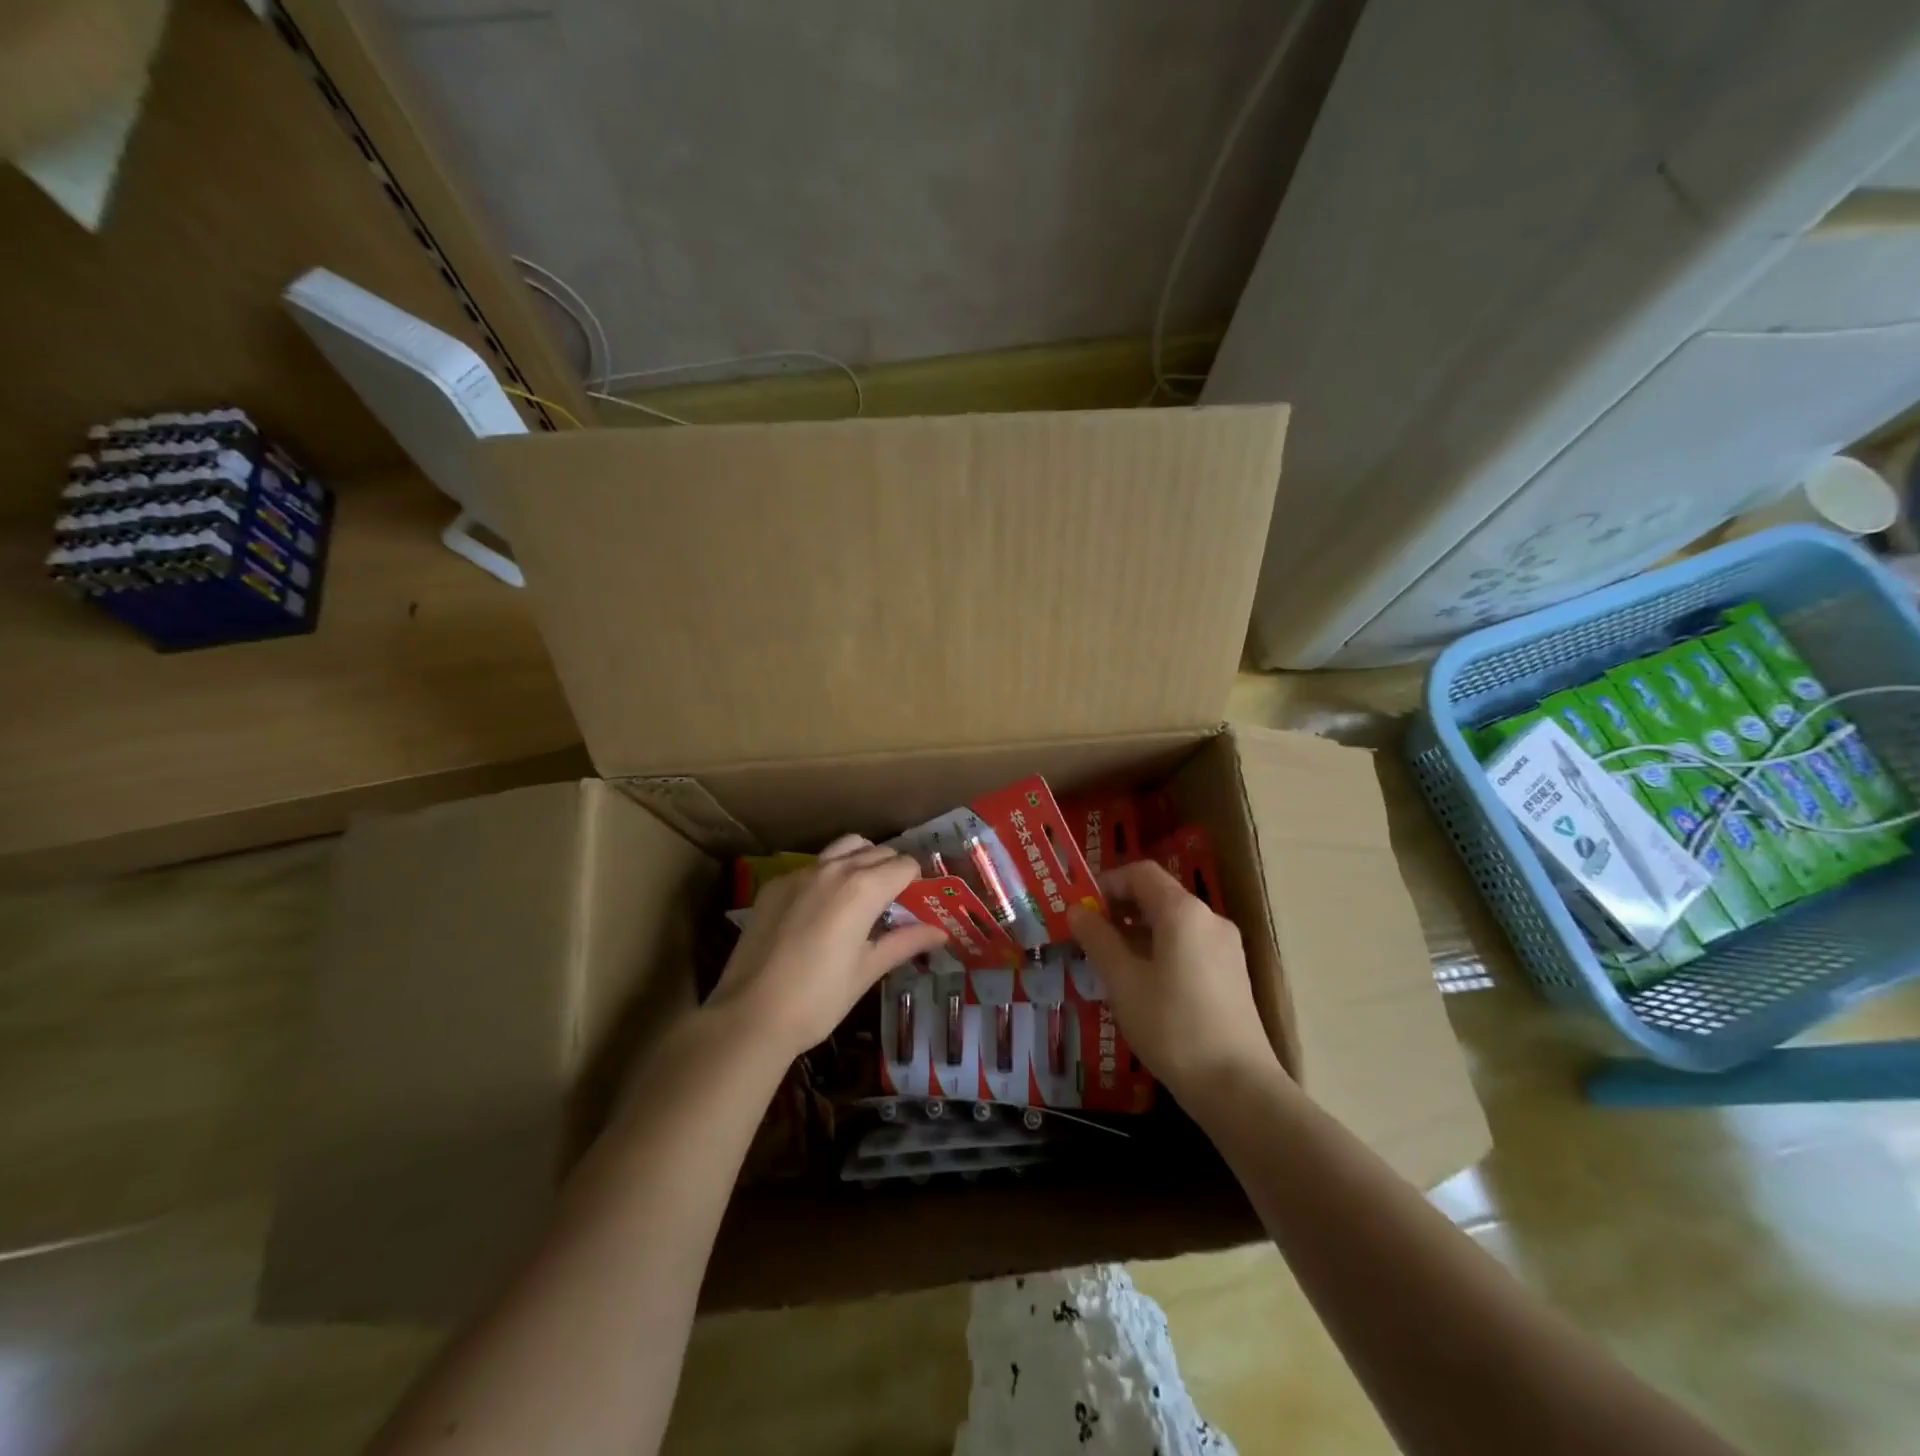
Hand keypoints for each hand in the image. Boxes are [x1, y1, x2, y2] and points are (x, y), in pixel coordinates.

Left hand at [708, 835, 945, 1062]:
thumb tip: (941, 932)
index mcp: (864, 888)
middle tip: (894, 900)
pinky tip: (821, 908)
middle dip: (892, 869)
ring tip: (861, 893)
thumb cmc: (819, 998)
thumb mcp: (868, 970)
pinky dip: (828, 874)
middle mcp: (834, 869)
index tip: (917, 902)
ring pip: (844, 848)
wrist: (750, 1015)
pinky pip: (812, 866)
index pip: (905, 865)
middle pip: (877, 851)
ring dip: (861, 860)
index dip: (917, 881)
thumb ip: (905, 942)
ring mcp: (800, 873)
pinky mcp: (774, 884)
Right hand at [1067, 860, 1282, 1103]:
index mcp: (1183, 912)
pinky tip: (1144, 985)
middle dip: (1121, 909)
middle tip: (1089, 937)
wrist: (1237, 1086)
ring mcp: (1226, 947)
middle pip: (1159, 896)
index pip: (1141, 873)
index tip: (1082, 909)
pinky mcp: (1232, 974)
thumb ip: (1097, 939)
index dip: (1107, 883)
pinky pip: (1189, 945)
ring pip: (1174, 923)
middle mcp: (1210, 919)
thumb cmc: (1171, 1026)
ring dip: (1138, 932)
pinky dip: (1161, 950)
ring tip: (1111, 964)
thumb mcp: (1122, 981)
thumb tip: (1077, 910)